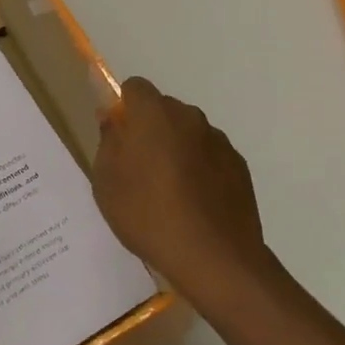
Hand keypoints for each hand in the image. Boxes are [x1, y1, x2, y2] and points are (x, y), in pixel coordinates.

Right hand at [91, 76, 280, 316]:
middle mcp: (189, 117)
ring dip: (177, 149)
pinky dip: (200, 169)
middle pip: (163, 109)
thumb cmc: (148, 216)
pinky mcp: (238, 165)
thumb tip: (112, 119)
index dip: (124, 107)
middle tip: (139, 169)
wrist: (214, 257)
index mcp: (154, 114)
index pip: (135, 87)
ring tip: (169, 192)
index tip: (119, 137)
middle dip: (150, 128)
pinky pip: (210, 155)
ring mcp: (218, 140)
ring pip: (188, 132)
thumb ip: (108, 142)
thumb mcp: (107, 183)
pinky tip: (195, 204)